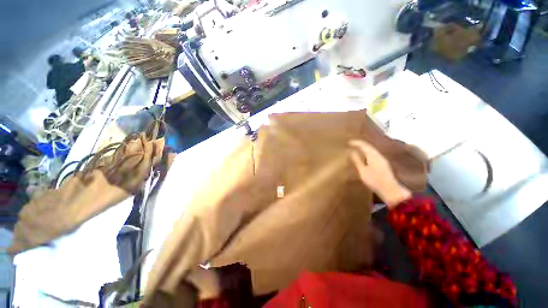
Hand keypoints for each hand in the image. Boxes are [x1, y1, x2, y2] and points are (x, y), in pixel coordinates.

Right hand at [349, 140, 411, 207]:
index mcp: (374, 156)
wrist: (391, 190)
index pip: (364, 145)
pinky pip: (373, 155)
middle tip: (351, 145)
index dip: (356, 143)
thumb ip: (357, 160)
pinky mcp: (383, 165)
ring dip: (364, 149)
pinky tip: (364, 157)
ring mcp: (382, 160)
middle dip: (360, 145)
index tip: (348, 142)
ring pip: (372, 151)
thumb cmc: (374, 180)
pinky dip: (367, 154)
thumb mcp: (363, 171)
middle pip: (369, 147)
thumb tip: (351, 151)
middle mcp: (379, 155)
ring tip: (356, 150)